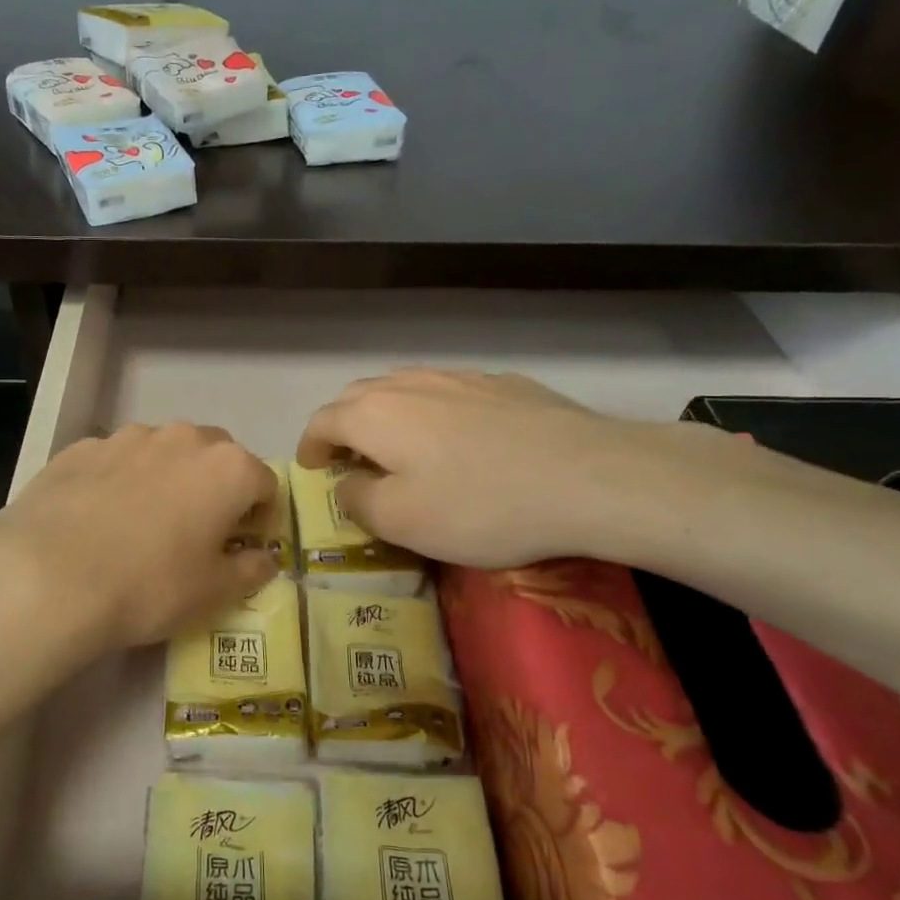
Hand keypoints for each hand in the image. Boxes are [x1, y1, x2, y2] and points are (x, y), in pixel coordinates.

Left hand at [0, 421, 278, 665]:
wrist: (48, 576)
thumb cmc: (149, 586)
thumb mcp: (214, 593)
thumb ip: (250, 570)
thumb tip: (263, 558)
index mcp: (227, 468)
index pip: (265, 483)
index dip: (260, 517)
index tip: (242, 546)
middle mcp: (182, 438)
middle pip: (216, 456)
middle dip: (216, 487)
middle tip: (196, 531)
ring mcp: (127, 437)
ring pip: (163, 452)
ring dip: (167, 478)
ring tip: (141, 524)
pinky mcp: (81, 448)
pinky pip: (116, 461)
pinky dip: (119, 481)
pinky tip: (98, 519)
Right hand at [296, 368, 686, 568]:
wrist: (590, 476)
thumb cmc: (480, 505)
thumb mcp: (401, 521)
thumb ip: (357, 500)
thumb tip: (347, 483)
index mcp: (374, 414)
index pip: (322, 422)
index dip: (310, 446)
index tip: (311, 469)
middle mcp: (409, 384)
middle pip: (358, 397)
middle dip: (343, 426)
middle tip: (349, 460)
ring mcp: (459, 377)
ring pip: (404, 388)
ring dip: (386, 415)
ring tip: (398, 446)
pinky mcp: (503, 384)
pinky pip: (448, 392)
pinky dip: (432, 412)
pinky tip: (458, 439)